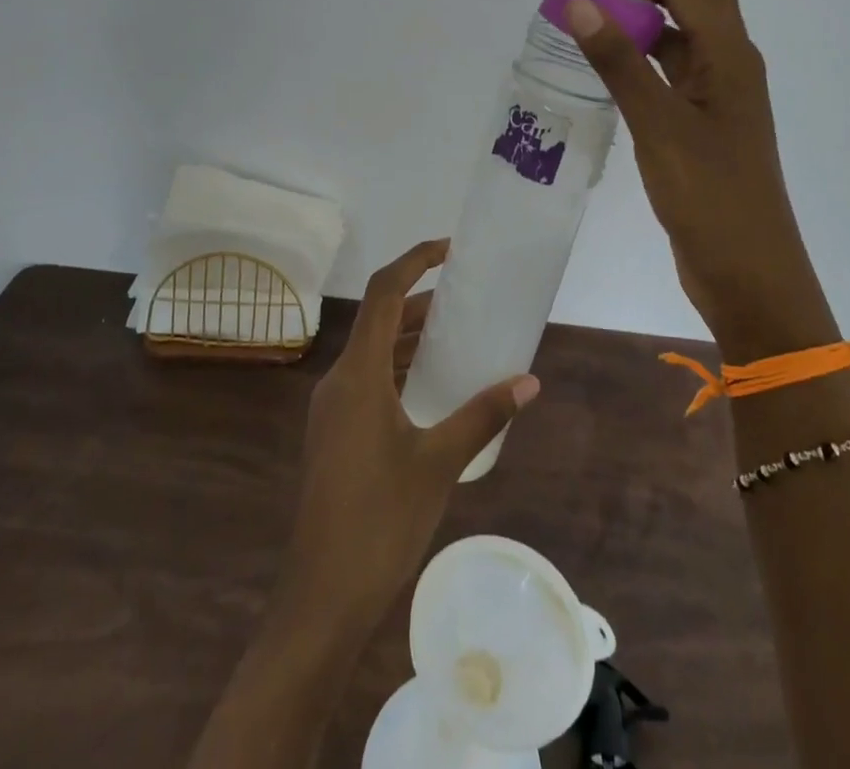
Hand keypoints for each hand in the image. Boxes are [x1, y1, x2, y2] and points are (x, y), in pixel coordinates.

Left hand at [275, 240, 539, 640]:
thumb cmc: (380, 520)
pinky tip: (429, 389)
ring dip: (408, 336)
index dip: (414, 261)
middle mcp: (338, 381)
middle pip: (377, 320)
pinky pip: (367, 380)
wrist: (321, 599)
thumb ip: (483, 415)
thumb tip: (528, 381)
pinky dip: (398, 367)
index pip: (383, 293)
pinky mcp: (333, 435)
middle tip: (464, 296)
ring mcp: (331, 410)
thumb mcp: (439, 462)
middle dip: (419, 300)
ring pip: (372, 352)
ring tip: (454, 335)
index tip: (450, 249)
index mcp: (358, 375)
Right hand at [564, 0, 838, 354]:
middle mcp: (731, 66)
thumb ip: (620, 62)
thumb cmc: (710, 197)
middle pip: (689, 1)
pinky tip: (613, 71)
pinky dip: (643, 60)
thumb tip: (581, 3)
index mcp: (731, 56)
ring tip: (593, 19)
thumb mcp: (659, 124)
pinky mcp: (705, 126)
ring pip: (680, 39)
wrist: (749, 274)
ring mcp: (720, 98)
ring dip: (641, 20)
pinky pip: (672, 74)